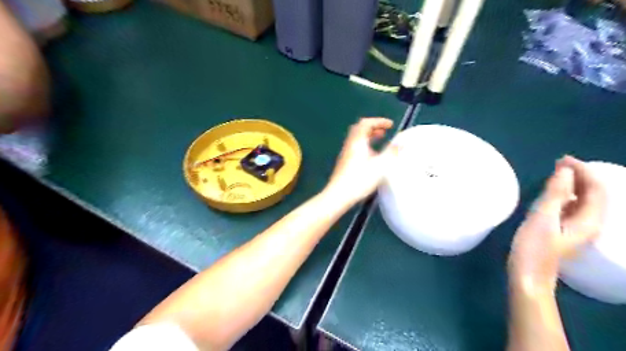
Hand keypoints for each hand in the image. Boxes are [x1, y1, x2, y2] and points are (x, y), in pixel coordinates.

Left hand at [325, 118, 391, 203]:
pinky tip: (371, 156)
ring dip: (369, 136)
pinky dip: (365, 145)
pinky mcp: (344, 163)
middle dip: (373, 127)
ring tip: (380, 140)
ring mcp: (345, 154)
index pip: (366, 123)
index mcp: (357, 141)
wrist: (339, 195)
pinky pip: (355, 147)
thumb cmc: (360, 179)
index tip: (390, 125)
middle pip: (360, 129)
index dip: (379, 121)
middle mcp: (350, 145)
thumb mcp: (380, 166)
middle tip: (385, 131)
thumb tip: (402, 143)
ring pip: (357, 139)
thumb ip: (392, 153)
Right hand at [508, 156, 605, 296]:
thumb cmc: (533, 248)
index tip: (562, 159)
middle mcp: (590, 223)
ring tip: (555, 173)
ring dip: (573, 184)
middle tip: (558, 163)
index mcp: (588, 220)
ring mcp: (578, 228)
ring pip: (583, 200)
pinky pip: (572, 207)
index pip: (596, 189)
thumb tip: (565, 171)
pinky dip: (565, 195)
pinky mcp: (565, 231)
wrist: (528, 275)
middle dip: (580, 175)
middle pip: (593, 194)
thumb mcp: (542, 219)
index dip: (583, 171)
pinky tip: (552, 192)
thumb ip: (555, 195)